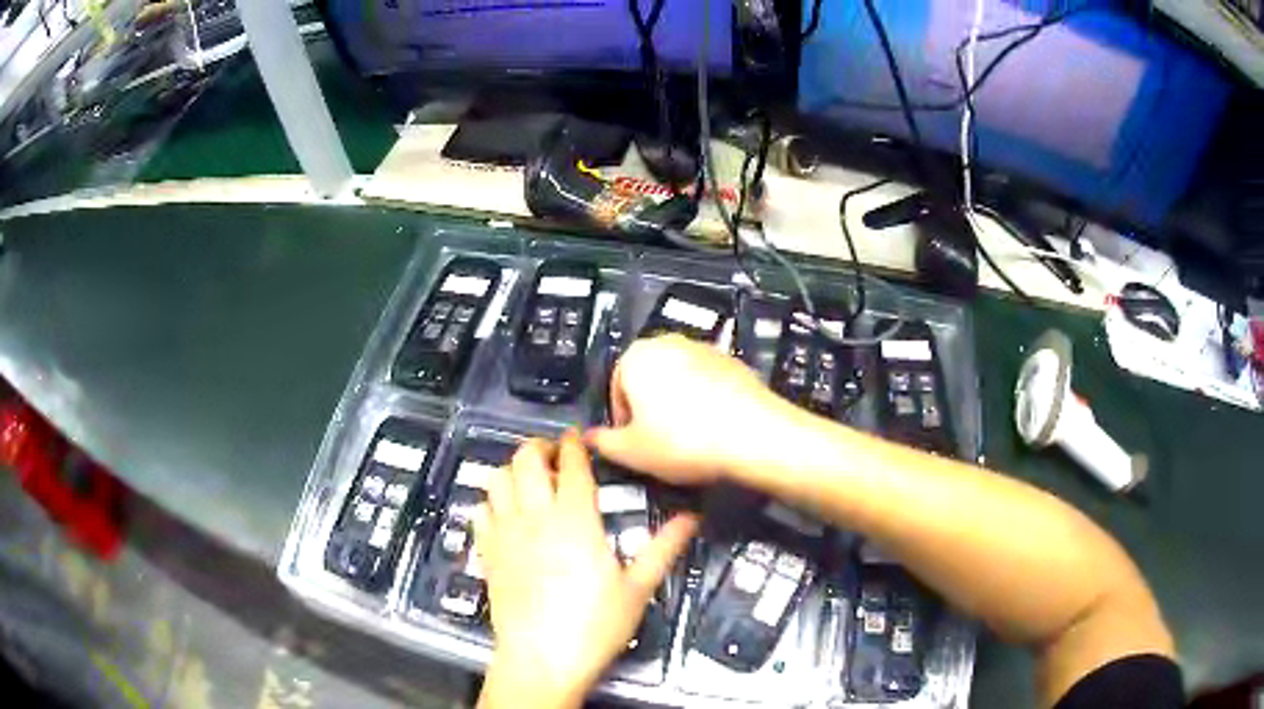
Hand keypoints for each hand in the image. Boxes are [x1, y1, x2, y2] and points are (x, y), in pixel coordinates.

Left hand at [475, 430, 698, 708]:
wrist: (542, 657)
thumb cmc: (594, 625)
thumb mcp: (637, 588)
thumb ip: (663, 548)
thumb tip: (691, 519)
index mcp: (576, 520)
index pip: (572, 466)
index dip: (573, 444)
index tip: (576, 436)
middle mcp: (535, 517)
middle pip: (525, 460)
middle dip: (538, 447)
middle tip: (552, 455)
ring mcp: (505, 533)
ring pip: (497, 479)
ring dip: (511, 470)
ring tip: (527, 479)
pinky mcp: (487, 552)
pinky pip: (480, 510)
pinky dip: (490, 501)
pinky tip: (503, 511)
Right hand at [585, 335, 790, 486]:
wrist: (753, 434)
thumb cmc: (684, 441)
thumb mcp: (632, 452)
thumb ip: (604, 442)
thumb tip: (590, 437)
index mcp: (635, 357)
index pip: (615, 389)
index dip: (623, 422)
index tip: (635, 444)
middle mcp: (668, 343)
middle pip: (648, 381)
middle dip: (650, 410)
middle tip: (660, 443)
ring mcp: (704, 349)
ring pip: (678, 381)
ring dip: (677, 405)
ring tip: (689, 439)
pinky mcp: (732, 361)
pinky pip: (707, 383)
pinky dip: (705, 402)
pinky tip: (713, 430)